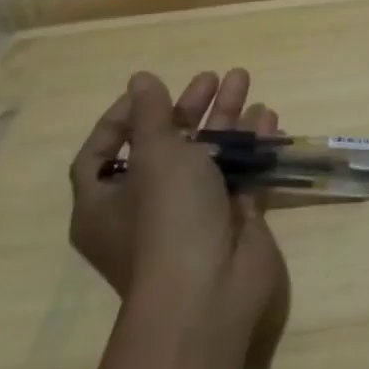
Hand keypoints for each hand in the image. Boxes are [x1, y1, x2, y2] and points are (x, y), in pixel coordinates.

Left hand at [68, 69, 290, 340]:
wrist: (209, 291)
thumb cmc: (167, 219)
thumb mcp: (155, 156)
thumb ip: (151, 116)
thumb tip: (140, 79)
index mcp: (105, 203)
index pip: (100, 154)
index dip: (120, 119)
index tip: (153, 89)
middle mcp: (144, 208)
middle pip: (163, 146)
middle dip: (188, 109)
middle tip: (213, 77)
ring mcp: (190, 214)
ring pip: (207, 155)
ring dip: (225, 119)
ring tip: (244, 82)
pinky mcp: (229, 218)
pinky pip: (239, 172)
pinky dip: (252, 144)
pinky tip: (268, 118)